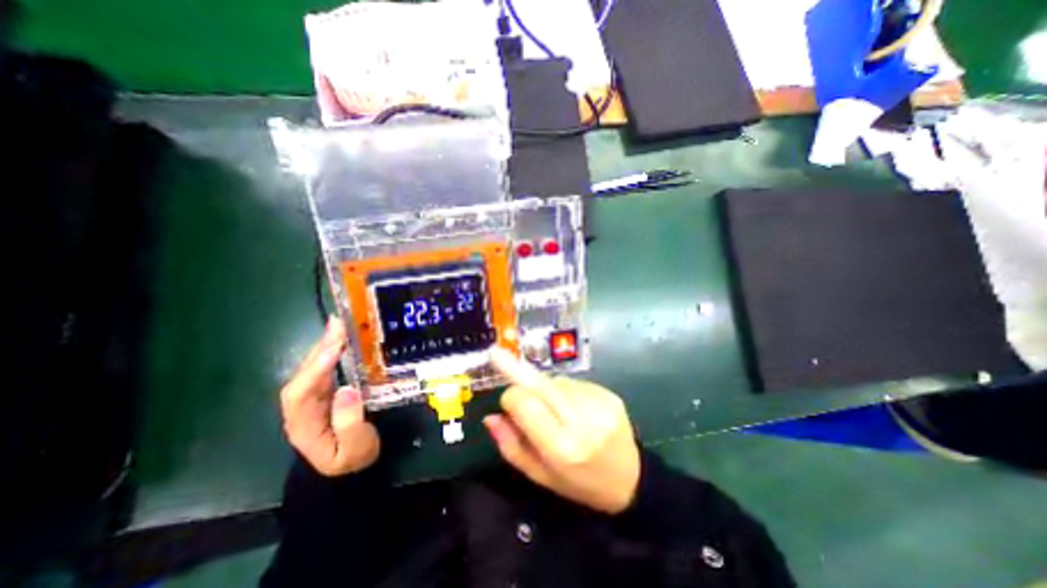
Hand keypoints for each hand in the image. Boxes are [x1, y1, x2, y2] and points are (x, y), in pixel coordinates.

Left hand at [277, 317, 380, 476]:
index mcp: (304, 424)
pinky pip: (325, 369)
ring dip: (325, 346)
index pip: (301, 393)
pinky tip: (341, 340)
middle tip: (338, 324)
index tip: (336, 348)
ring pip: (313, 368)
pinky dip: (332, 353)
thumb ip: (350, 423)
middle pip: (303, 374)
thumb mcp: (355, 449)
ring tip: (339, 325)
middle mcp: (302, 408)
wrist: (351, 468)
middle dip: (319, 349)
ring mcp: (313, 399)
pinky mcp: (326, 393)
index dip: (316, 369)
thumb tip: (347, 389)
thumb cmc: (354, 460)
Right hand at [487, 349, 642, 512]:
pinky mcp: (610, 394)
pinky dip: (564, 390)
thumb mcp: (540, 476)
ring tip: (554, 409)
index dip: (510, 398)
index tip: (506, 403)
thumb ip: (512, 446)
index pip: (525, 404)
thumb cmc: (579, 482)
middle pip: (541, 384)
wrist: (631, 480)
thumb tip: (490, 416)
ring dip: (545, 388)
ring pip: (556, 381)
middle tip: (496, 354)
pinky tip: (572, 406)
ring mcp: (600, 404)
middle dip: (516, 369)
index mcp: (563, 448)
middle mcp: (583, 421)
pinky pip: (574, 383)